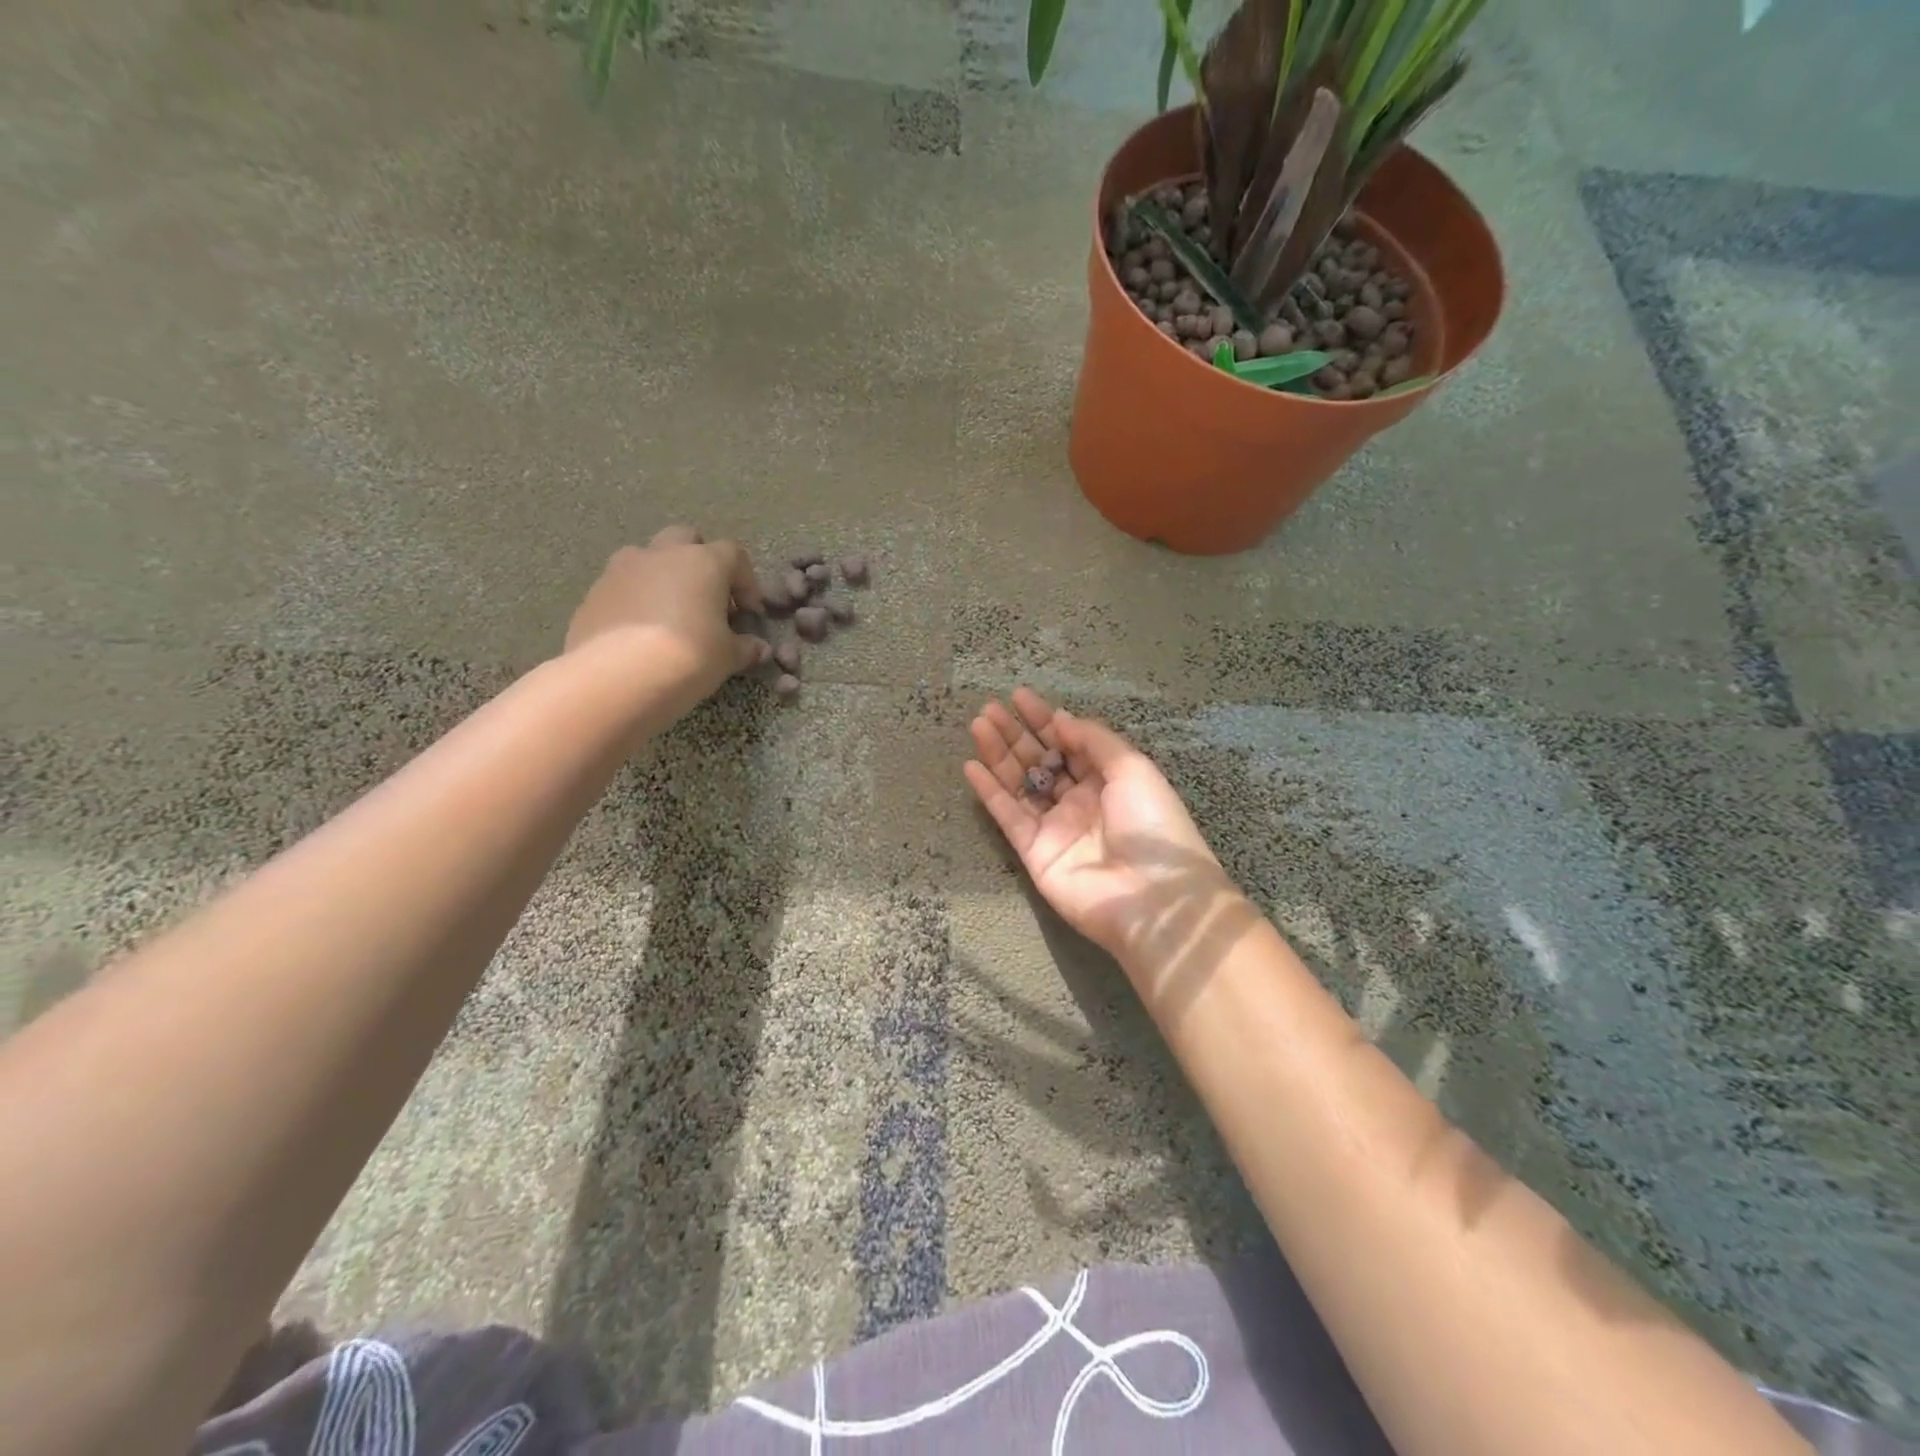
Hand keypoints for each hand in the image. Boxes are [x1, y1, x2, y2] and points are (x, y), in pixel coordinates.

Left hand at [564, 525, 769, 717]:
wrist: (616, 679)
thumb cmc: (688, 658)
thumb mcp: (727, 657)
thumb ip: (745, 647)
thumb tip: (759, 649)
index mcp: (702, 562)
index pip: (733, 555)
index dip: (746, 582)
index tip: (749, 613)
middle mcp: (660, 555)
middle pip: (685, 539)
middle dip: (700, 562)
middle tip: (708, 599)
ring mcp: (620, 570)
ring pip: (647, 559)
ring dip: (662, 578)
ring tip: (670, 615)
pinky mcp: (592, 595)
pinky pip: (622, 588)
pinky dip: (635, 602)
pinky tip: (641, 636)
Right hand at [963, 689, 1250, 975]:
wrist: (1151, 896)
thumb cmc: (1151, 824)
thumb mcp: (1133, 768)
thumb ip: (1094, 740)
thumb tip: (1061, 719)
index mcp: (1108, 780)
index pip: (1070, 742)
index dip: (1044, 719)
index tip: (1019, 696)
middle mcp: (1079, 800)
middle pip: (1040, 759)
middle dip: (1016, 733)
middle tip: (989, 708)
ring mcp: (1054, 826)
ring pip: (1019, 783)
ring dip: (998, 755)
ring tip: (978, 725)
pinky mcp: (1033, 851)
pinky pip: (1007, 815)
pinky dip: (989, 792)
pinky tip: (971, 767)